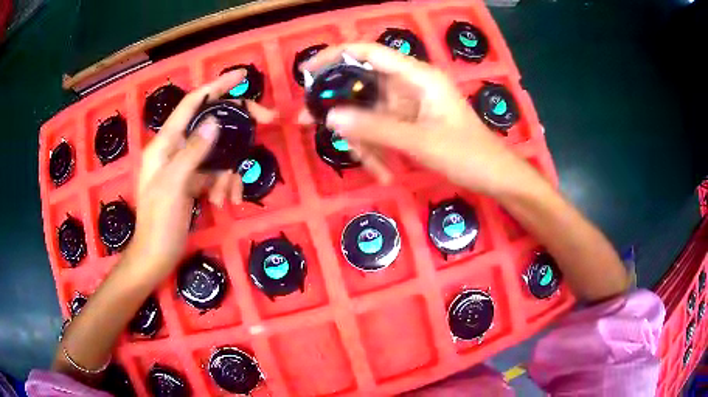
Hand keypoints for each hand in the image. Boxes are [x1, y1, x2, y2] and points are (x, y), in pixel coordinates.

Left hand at [129, 70, 276, 280]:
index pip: (192, 104)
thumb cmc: (159, 222)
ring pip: (217, 153)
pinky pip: (215, 174)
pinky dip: (224, 185)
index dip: (216, 86)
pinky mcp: (193, 182)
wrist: (156, 256)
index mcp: (165, 144)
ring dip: (228, 171)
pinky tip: (225, 201)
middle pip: (211, 125)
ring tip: (227, 195)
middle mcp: (175, 149)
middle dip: (236, 127)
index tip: (241, 76)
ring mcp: (185, 166)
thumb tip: (215, 123)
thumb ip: (193, 151)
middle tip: (266, 121)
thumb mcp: (174, 185)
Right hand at [300, 43, 535, 195]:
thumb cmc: (467, 154)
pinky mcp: (408, 122)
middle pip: (362, 86)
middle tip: (313, 125)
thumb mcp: (421, 141)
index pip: (369, 53)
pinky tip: (383, 171)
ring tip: (373, 168)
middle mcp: (409, 85)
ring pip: (368, 113)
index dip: (335, 56)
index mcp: (417, 76)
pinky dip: (377, 149)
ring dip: (363, 140)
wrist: (494, 176)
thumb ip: (376, 128)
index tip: (307, 72)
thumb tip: (331, 116)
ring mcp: (408, 105)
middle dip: (341, 109)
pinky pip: (380, 130)